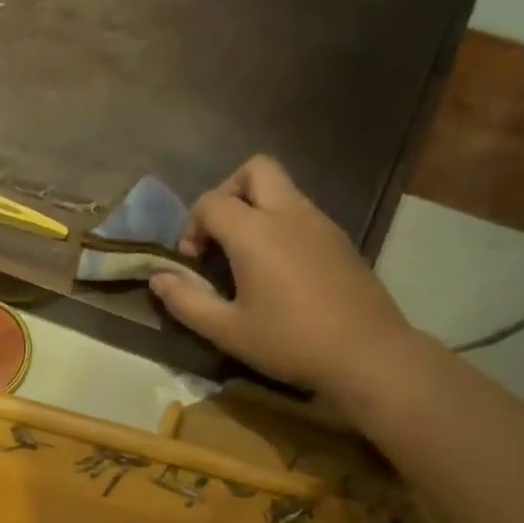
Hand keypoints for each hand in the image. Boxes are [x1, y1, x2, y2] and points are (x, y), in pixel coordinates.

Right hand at [149, 156, 414, 393]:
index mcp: (255, 232)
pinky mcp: (339, 238)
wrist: (365, 352)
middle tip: (218, 237)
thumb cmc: (288, 342)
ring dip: (254, 209)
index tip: (192, 263)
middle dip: (227, 193)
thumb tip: (158, 278)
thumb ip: (186, 301)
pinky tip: (277, 271)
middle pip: (254, 170)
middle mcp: (289, 213)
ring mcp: (320, 222)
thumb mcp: (226, 330)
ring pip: (281, 189)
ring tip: (245, 259)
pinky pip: (301, 212)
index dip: (191, 227)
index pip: (211, 202)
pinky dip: (279, 225)